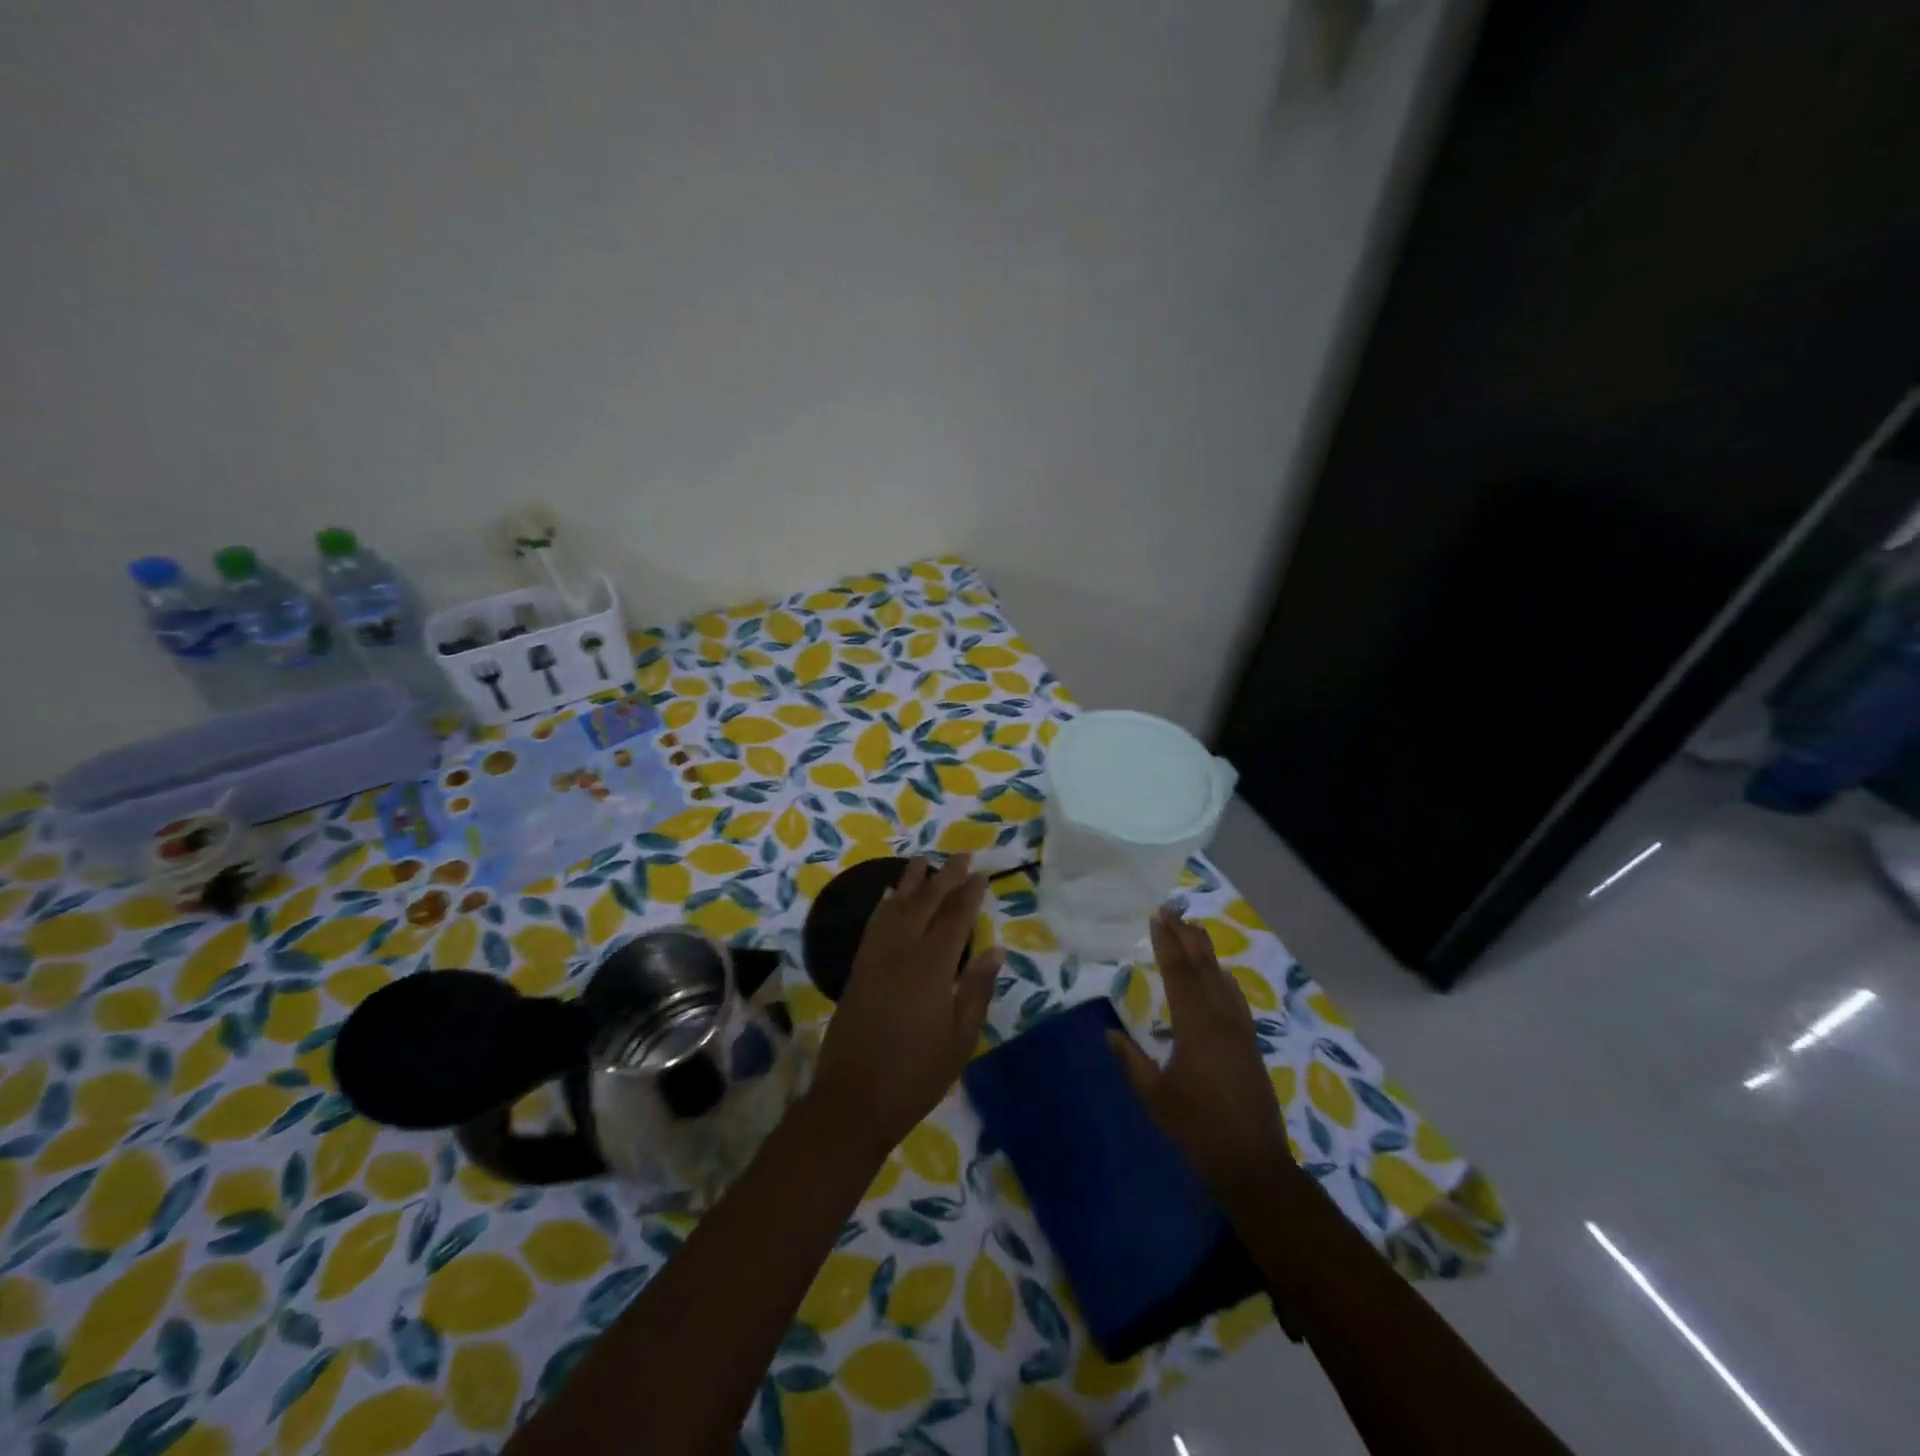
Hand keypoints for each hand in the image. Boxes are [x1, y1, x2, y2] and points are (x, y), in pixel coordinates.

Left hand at [809, 856, 1004, 1159]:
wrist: (853, 1099)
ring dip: (911, 882)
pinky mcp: (858, 969)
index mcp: (932, 966)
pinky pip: (873, 925)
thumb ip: (976, 989)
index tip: (981, 873)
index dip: (969, 894)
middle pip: (926, 903)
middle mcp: (902, 951)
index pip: (955, 918)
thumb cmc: (916, 1074)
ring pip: (896, 907)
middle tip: (961, 855)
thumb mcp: (960, 1038)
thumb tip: (995, 950)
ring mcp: (876, 958)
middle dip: (945, 877)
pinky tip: (889, 896)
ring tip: (923, 861)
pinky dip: (883, 905)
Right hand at [1108, 907, 1289, 1195]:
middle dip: (1186, 937)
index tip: (1156, 918)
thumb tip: (1109, 1033)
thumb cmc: (1197, 1129)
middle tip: (1172, 911)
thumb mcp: (1155, 1097)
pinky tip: (1222, 974)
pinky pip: (1236, 997)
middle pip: (1203, 968)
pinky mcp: (1250, 1044)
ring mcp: (1240, 1031)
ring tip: (1194, 929)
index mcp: (1195, 1027)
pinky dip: (1224, 977)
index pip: (1178, 974)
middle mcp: (1221, 1020)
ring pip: (1222, 979)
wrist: (1252, 1163)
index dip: (1167, 943)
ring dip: (1206, 952)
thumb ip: (1131, 1062)